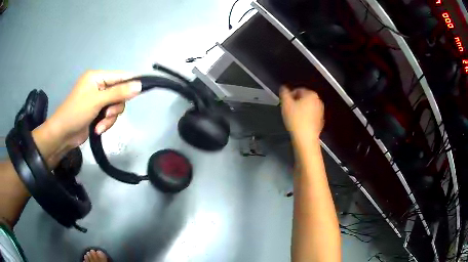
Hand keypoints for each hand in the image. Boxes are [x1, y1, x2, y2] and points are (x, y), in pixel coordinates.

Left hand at [32, 70, 140, 166]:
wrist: (63, 134)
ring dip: (110, 118)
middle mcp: (99, 87)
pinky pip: (110, 116)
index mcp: (97, 77)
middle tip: (108, 114)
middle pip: (119, 93)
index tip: (140, 91)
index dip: (131, 83)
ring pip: (116, 107)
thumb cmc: (77, 112)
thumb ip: (118, 92)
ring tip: (100, 125)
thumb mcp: (97, 101)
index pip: (120, 76)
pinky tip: (97, 129)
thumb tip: (139, 85)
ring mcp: (98, 100)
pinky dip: (106, 123)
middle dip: (115, 107)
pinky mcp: (98, 113)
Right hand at [280, 86, 323, 142]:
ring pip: (307, 107)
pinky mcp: (320, 120)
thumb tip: (283, 88)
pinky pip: (310, 115)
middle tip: (288, 110)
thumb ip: (284, 93)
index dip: (290, 96)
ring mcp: (320, 111)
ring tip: (293, 117)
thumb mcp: (286, 104)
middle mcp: (318, 101)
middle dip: (295, 102)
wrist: (306, 138)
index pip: (298, 90)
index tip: (285, 103)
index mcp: (311, 94)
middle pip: (304, 98)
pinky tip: (299, 123)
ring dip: (300, 110)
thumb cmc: (296, 120)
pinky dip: (305, 117)